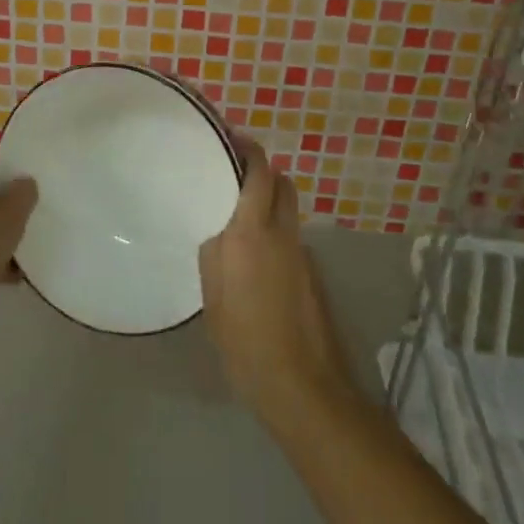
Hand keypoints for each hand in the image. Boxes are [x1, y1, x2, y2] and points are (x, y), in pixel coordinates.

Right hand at [199, 134, 353, 425]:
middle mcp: (282, 232)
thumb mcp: (214, 296)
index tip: (228, 139)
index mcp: (252, 231)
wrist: (300, 384)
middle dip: (260, 169)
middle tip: (231, 173)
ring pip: (287, 207)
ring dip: (268, 198)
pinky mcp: (310, 273)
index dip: (247, 148)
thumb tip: (217, 226)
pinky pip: (290, 234)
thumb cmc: (245, 340)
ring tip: (236, 214)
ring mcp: (300, 252)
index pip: (259, 171)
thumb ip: (214, 252)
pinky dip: (274, 228)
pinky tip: (253, 255)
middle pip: (280, 182)